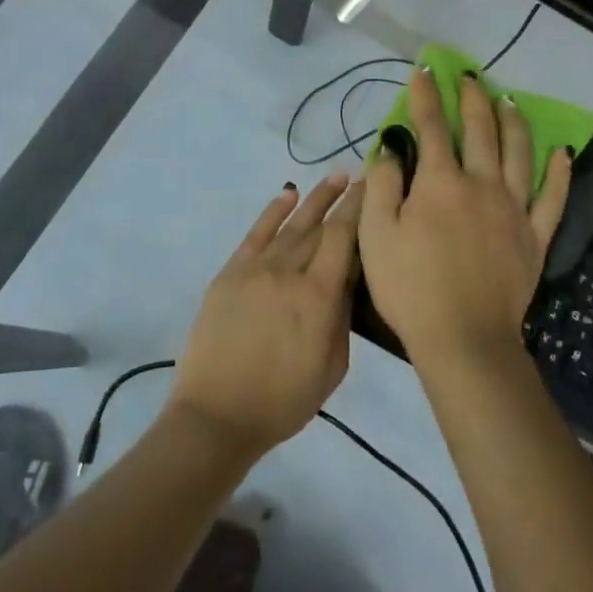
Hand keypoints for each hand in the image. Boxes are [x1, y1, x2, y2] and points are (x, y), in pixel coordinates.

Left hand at [168, 175, 363, 457]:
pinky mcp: (229, 274)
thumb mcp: (333, 366)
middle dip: (343, 200)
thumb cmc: (284, 401)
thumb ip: (342, 316)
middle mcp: (288, 273)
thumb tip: (347, 277)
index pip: (344, 238)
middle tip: (362, 176)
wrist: (217, 414)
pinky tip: (287, 195)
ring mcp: (255, 270)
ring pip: (291, 225)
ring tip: (335, 178)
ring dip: (314, 199)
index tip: (375, 186)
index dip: (360, 209)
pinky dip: (272, 212)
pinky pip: (255, 235)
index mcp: (319, 297)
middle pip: (320, 226)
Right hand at [359, 69, 571, 366]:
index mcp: (440, 183)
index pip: (432, 127)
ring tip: (509, 101)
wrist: (463, 336)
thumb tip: (392, 151)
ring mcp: (514, 209)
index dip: (426, 96)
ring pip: (519, 153)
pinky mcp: (534, 236)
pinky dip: (558, 173)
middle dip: (473, 99)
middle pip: (481, 131)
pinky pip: (552, 197)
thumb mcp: (376, 235)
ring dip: (513, 123)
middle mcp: (482, 184)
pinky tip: (561, 153)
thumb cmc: (410, 286)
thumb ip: (383, 186)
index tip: (424, 70)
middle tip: (469, 77)